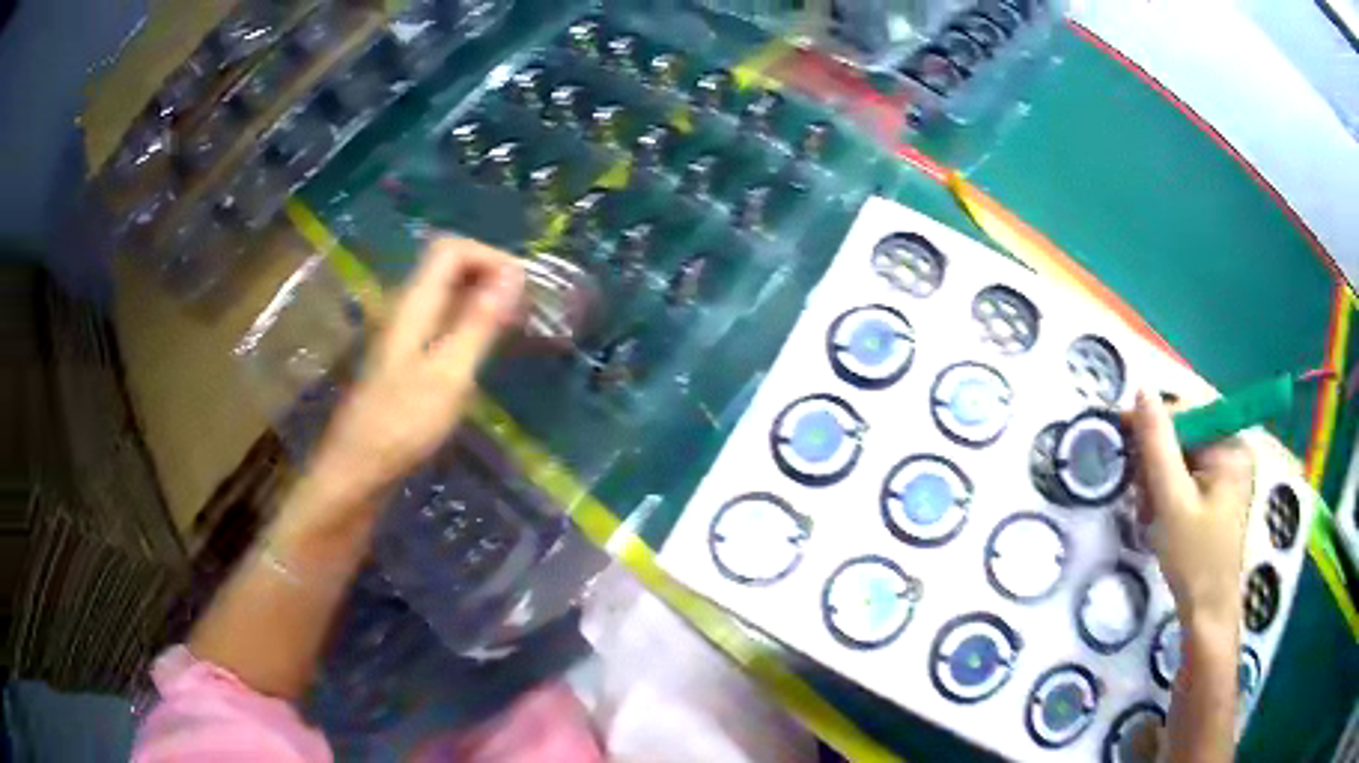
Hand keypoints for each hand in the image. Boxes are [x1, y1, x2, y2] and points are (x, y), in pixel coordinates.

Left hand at [310, 237, 523, 506]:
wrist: (357, 470)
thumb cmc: (402, 424)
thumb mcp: (449, 373)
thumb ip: (479, 322)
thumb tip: (513, 274)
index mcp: (414, 304)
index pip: (451, 249)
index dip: (490, 256)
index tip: (523, 287)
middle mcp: (406, 309)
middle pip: (448, 267)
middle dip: (490, 275)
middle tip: (525, 307)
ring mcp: (403, 335)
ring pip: (446, 296)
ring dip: (482, 300)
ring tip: (514, 326)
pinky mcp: (405, 360)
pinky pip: (442, 323)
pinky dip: (469, 325)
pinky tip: (484, 352)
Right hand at [1129, 391, 1254, 631]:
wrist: (1207, 614)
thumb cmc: (1194, 559)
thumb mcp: (1172, 501)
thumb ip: (1157, 444)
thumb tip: (1142, 390)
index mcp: (1231, 445)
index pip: (1188, 412)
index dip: (1154, 423)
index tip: (1122, 439)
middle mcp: (1233, 450)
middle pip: (1184, 436)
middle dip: (1156, 464)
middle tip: (1140, 499)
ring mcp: (1227, 474)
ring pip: (1181, 458)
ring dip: (1158, 482)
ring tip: (1148, 515)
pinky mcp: (1218, 494)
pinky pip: (1186, 477)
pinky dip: (1167, 494)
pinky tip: (1158, 519)